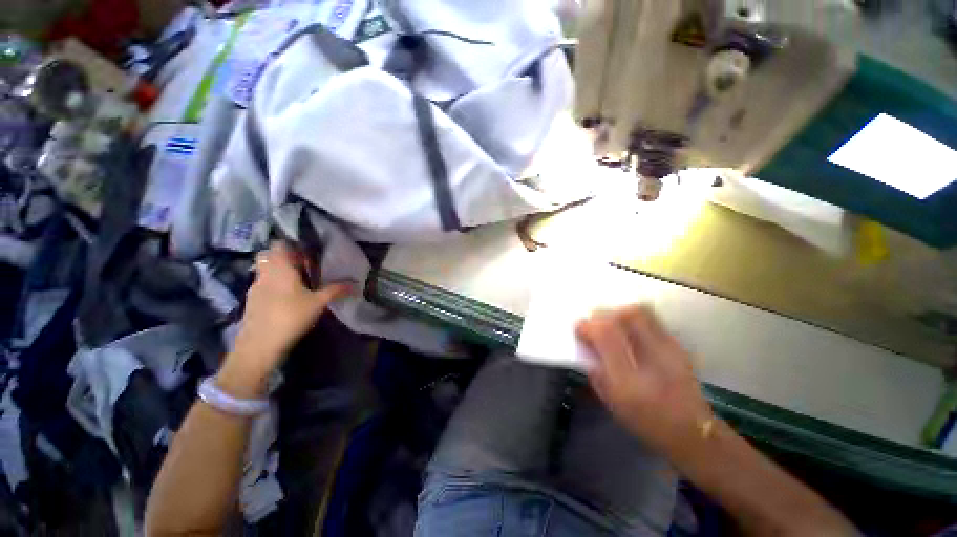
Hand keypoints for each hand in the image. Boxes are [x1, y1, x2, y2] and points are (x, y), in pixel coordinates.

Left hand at [219, 242, 352, 395]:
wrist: (260, 344)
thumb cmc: (291, 316)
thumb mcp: (318, 303)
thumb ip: (336, 290)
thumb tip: (355, 284)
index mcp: (280, 268)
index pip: (279, 245)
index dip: (291, 245)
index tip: (306, 252)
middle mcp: (264, 273)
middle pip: (268, 256)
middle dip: (282, 257)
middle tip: (301, 266)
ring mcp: (255, 287)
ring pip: (264, 270)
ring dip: (277, 271)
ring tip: (296, 282)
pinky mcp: (251, 301)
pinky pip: (262, 284)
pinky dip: (272, 285)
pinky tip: (285, 298)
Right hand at [576, 305, 713, 455]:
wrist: (692, 431)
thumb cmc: (646, 422)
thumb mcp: (611, 401)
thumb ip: (595, 370)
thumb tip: (586, 344)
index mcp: (628, 380)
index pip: (605, 334)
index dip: (587, 326)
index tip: (580, 329)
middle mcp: (650, 360)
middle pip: (623, 317)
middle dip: (602, 315)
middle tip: (594, 323)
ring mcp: (669, 350)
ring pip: (640, 312)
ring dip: (618, 312)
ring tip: (611, 322)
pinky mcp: (678, 345)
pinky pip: (652, 318)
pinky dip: (634, 316)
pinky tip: (629, 327)